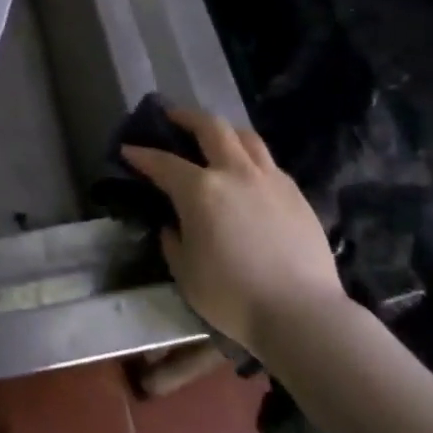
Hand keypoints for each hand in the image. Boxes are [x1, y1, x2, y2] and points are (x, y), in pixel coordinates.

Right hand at [121, 107, 345, 349]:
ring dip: (224, 130)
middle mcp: (234, 172)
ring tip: (215, 136)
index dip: (142, 154)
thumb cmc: (234, 297)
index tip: (128, 149)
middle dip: (186, 117)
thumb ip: (173, 242)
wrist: (303, 315)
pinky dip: (251, 157)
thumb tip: (173, 226)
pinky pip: (268, 162)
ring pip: (245, 136)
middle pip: (210, 126)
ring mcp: (269, 179)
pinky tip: (248, 173)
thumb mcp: (186, 274)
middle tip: (172, 117)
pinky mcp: (296, 193)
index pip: (163, 162)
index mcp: (200, 190)